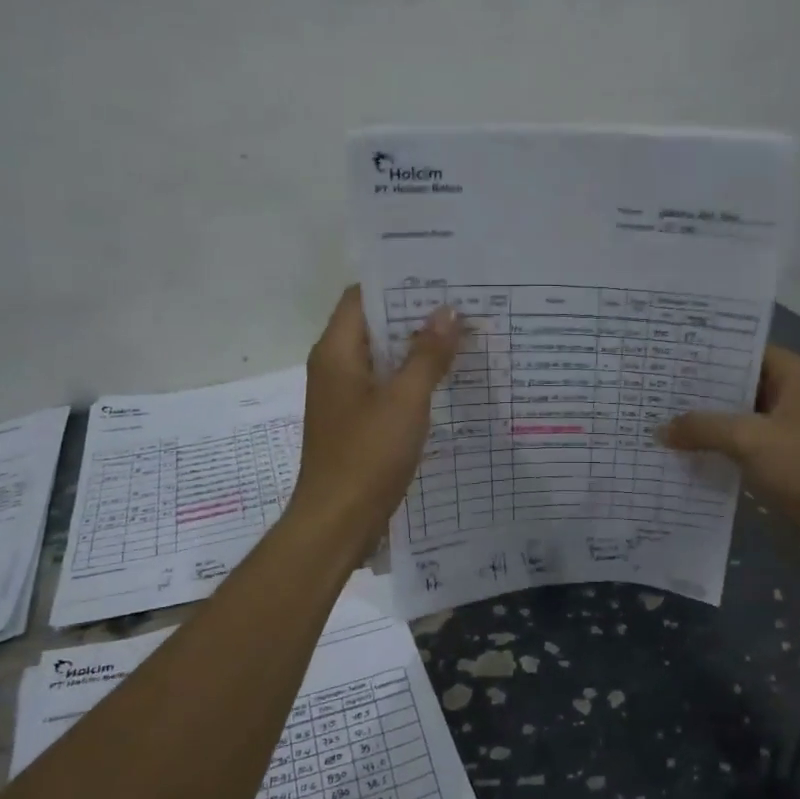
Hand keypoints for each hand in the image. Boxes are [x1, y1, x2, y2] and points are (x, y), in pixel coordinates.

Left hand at [290, 286, 462, 556]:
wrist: (338, 522)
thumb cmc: (367, 456)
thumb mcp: (405, 401)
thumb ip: (427, 355)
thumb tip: (448, 311)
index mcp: (336, 352)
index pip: (362, 297)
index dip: (398, 283)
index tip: (440, 276)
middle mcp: (336, 367)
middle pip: (374, 325)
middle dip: (416, 315)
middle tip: (463, 304)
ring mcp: (346, 396)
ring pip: (383, 358)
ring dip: (417, 348)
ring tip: (463, 336)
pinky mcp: (357, 421)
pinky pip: (386, 386)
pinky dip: (412, 378)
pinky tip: (447, 380)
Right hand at [663, 345, 799, 552]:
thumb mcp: (749, 441)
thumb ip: (703, 428)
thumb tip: (660, 428)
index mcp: (798, 376)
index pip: (747, 352)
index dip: (709, 356)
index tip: (670, 360)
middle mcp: (798, 396)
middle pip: (743, 385)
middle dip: (702, 392)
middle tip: (657, 391)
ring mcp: (794, 430)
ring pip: (743, 417)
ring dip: (710, 423)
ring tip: (663, 420)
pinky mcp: (790, 460)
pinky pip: (748, 444)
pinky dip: (723, 447)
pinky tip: (688, 453)